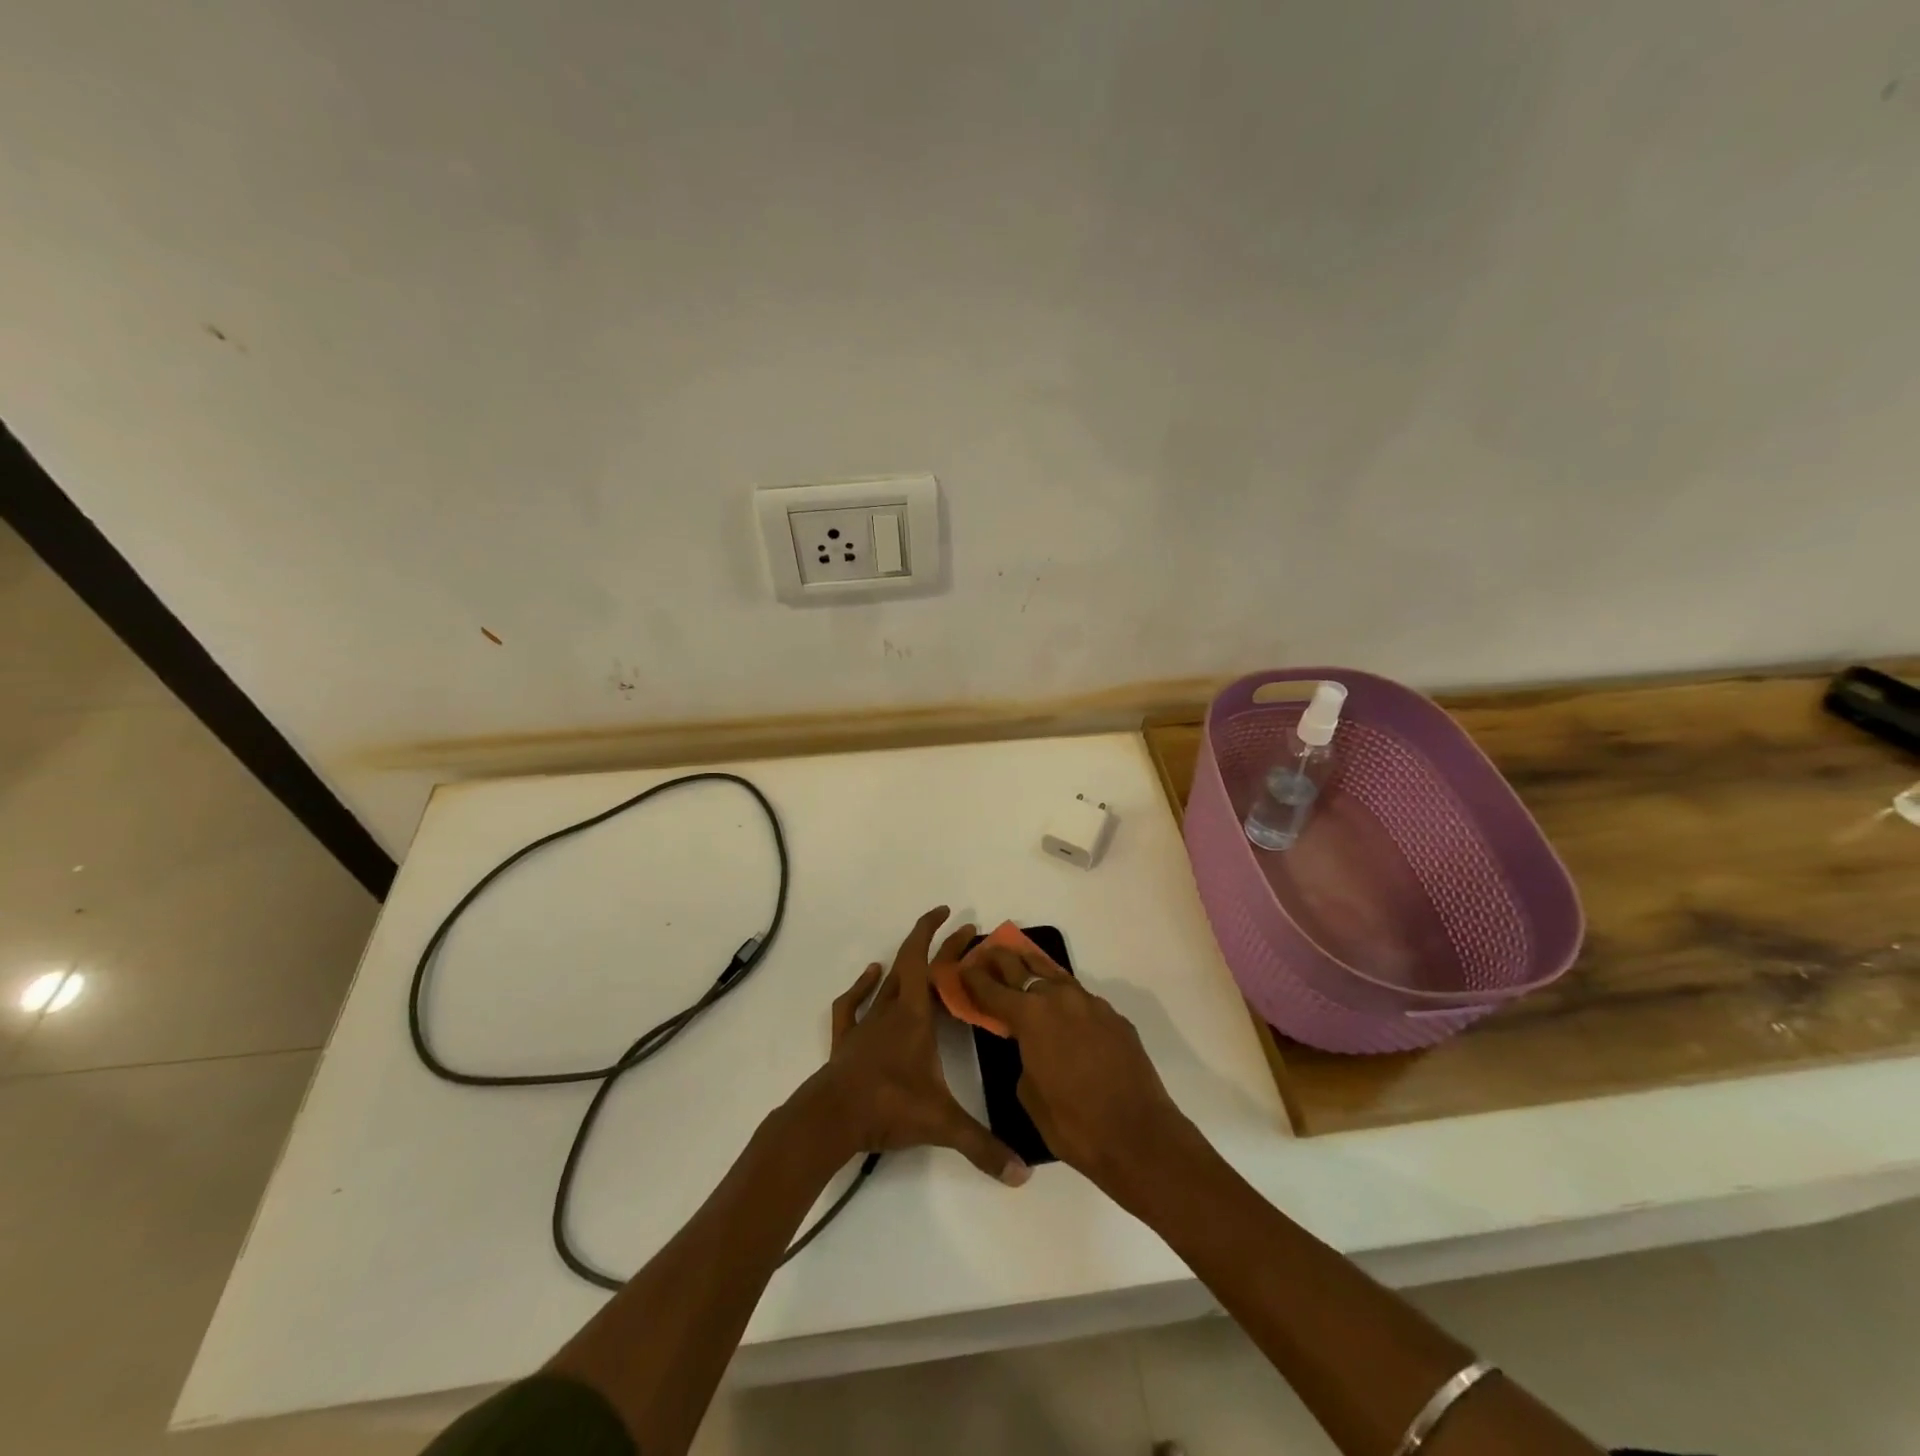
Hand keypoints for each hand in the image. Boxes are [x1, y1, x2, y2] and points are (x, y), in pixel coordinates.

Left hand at [797, 907, 1028, 1185]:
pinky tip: (870, 976)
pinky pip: (852, 1005)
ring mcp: (866, 1025)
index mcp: (914, 1017)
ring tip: (925, 957)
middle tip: (966, 934)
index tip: (951, 913)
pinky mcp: (847, 1041)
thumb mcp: (941, 1125)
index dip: (935, 932)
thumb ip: (982, 1146)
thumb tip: (1022, 1173)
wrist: (830, 1118)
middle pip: (915, 968)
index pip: (925, 961)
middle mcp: (891, 1011)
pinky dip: (862, 987)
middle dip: (941, 949)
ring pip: (888, 984)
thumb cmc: (887, 1107)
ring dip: (906, 966)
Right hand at [959, 945, 1195, 1192]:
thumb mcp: (1029, 1095)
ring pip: (1056, 977)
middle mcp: (1060, 999)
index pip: (993, 990)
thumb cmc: (1074, 1124)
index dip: (975, 979)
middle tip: (989, 952)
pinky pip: (1082, 1000)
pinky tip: (1064, 1010)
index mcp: (1032, 1016)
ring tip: (1023, 963)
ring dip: (1036, 971)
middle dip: (1003, 960)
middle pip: (1024, 968)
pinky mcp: (1115, 1018)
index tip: (964, 968)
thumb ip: (1023, 1058)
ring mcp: (1092, 1005)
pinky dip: (1066, 999)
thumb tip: (1031, 1047)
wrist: (1139, 1136)